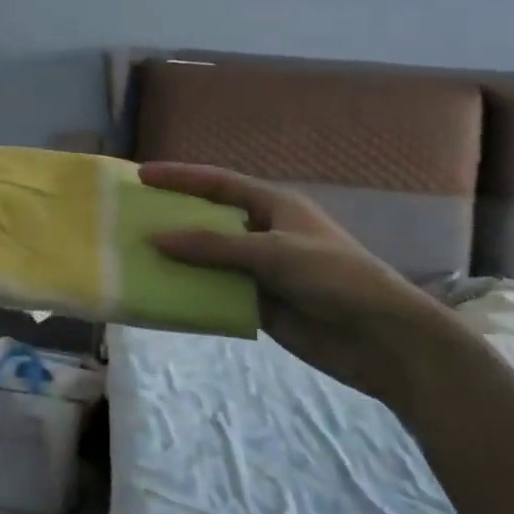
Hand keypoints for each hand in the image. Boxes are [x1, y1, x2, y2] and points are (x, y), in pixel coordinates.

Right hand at [140, 162, 462, 409]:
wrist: (383, 339)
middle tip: (130, 219)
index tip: (141, 175)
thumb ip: (214, 246)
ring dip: (180, 261)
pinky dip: (194, 294)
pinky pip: (219, 294)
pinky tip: (164, 296)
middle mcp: (263, 233)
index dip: (180, 177)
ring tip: (136, 259)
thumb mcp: (273, 253)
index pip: (218, 184)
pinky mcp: (261, 306)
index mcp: (273, 206)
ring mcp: (261, 271)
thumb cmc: (334, 277)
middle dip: (173, 219)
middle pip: (209, 221)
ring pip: (210, 260)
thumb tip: (157, 239)